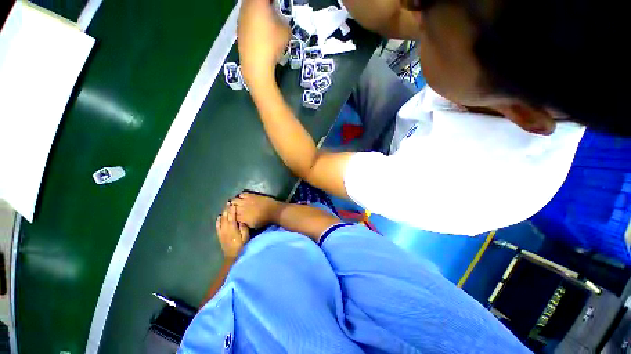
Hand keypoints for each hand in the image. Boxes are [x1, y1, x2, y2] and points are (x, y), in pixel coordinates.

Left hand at [216, 203, 249, 258]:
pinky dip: (218, 220)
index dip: (232, 209)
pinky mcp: (219, 235)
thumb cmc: (241, 245)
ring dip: (223, 213)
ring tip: (225, 207)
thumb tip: (241, 220)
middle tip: (228, 202)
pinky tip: (218, 217)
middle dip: (227, 209)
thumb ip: (243, 227)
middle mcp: (225, 228)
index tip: (233, 203)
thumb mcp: (246, 236)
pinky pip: (217, 226)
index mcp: (232, 227)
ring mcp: (221, 231)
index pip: (232, 216)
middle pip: (225, 216)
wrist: (232, 256)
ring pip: (221, 220)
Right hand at [232, 192, 283, 228]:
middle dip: (230, 208)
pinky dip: (241, 196)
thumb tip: (240, 221)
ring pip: (234, 200)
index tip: (230, 215)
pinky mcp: (251, 195)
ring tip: (237, 203)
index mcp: (241, 218)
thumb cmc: (264, 220)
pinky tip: (243, 197)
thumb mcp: (252, 226)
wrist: (273, 211)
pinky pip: (242, 194)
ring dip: (235, 201)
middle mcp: (241, 209)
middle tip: (233, 208)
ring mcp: (246, 201)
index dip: (230, 215)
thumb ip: (244, 223)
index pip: (231, 216)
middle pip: (230, 207)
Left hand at [237, 0, 290, 89]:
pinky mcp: (239, 31)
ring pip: (250, 8)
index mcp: (258, 2)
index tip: (277, 5)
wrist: (256, 65)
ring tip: (268, 22)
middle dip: (265, 4)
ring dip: (259, 12)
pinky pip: (248, 20)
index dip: (273, 1)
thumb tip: (279, 20)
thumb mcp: (286, 31)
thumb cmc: (272, 45)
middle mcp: (246, 6)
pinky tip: (261, 35)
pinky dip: (254, 23)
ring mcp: (240, 18)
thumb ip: (283, 20)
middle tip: (273, 10)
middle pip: (255, 0)